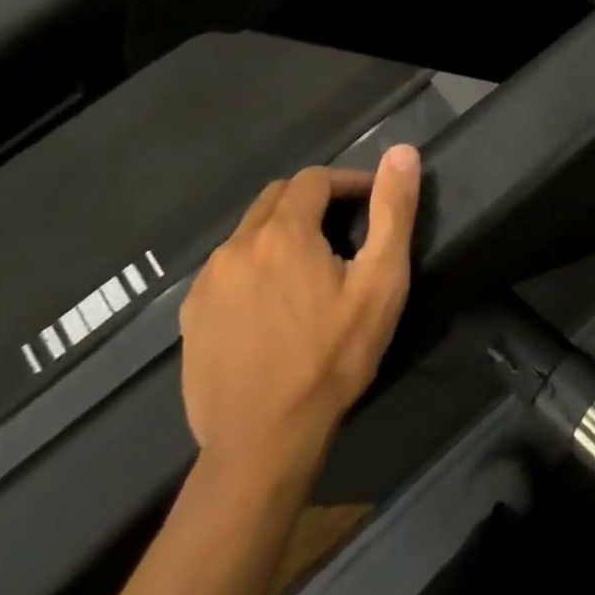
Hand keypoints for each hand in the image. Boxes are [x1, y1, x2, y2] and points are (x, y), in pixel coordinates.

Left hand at [179, 147, 420, 488]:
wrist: (263, 443)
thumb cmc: (332, 358)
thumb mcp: (380, 282)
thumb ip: (393, 211)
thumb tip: (402, 151)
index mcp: (283, 231)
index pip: (314, 178)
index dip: (347, 182)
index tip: (371, 202)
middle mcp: (237, 245)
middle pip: (277, 198)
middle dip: (313, 202)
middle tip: (345, 232)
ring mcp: (208, 282)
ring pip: (250, 233)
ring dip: (282, 233)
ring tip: (311, 269)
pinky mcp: (192, 316)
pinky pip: (228, 269)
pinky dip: (254, 267)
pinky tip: (273, 304)